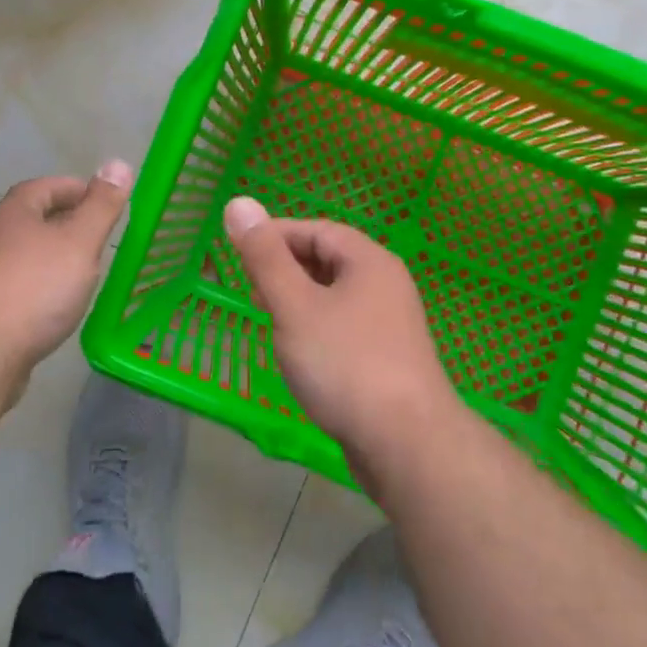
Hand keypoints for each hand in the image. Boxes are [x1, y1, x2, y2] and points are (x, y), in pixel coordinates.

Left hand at [0, 162, 132, 374]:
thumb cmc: (35, 287)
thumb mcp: (79, 241)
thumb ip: (101, 205)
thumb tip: (118, 163)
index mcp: (14, 212)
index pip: (46, 187)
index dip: (77, 189)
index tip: (104, 201)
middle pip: (33, 218)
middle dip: (66, 222)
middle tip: (99, 236)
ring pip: (25, 252)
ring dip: (52, 255)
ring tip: (83, 269)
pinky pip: (18, 283)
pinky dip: (41, 284)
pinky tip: (57, 303)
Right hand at [224, 196, 459, 472]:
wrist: (408, 445)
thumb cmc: (345, 365)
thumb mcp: (295, 306)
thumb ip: (265, 257)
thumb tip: (238, 202)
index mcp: (369, 261)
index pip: (317, 230)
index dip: (276, 235)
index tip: (240, 251)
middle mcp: (386, 284)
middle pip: (329, 260)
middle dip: (286, 267)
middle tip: (249, 286)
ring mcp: (391, 324)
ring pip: (336, 296)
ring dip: (299, 299)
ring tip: (268, 317)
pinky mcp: (389, 359)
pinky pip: (345, 327)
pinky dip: (316, 327)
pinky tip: (300, 352)